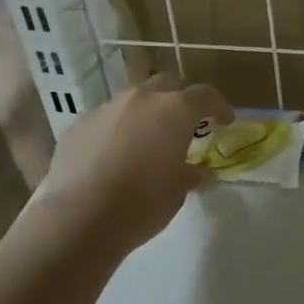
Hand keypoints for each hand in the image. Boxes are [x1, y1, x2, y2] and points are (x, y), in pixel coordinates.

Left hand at [34, 74, 232, 254]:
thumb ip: (191, 174)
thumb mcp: (178, 192)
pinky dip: (116, 130)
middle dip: (180, 100)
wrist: (79, 218)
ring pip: (133, 100)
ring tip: (146, 141)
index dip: (219, 106)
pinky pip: (105, 119)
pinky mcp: (79, 124)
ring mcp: (106, 108)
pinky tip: (113, 156)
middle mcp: (141, 99)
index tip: (224, 122)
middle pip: (168, 85)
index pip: (205, 95)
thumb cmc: (142, 203)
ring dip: (146, 113)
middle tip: (184, 124)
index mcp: (175, 110)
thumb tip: (200, 174)